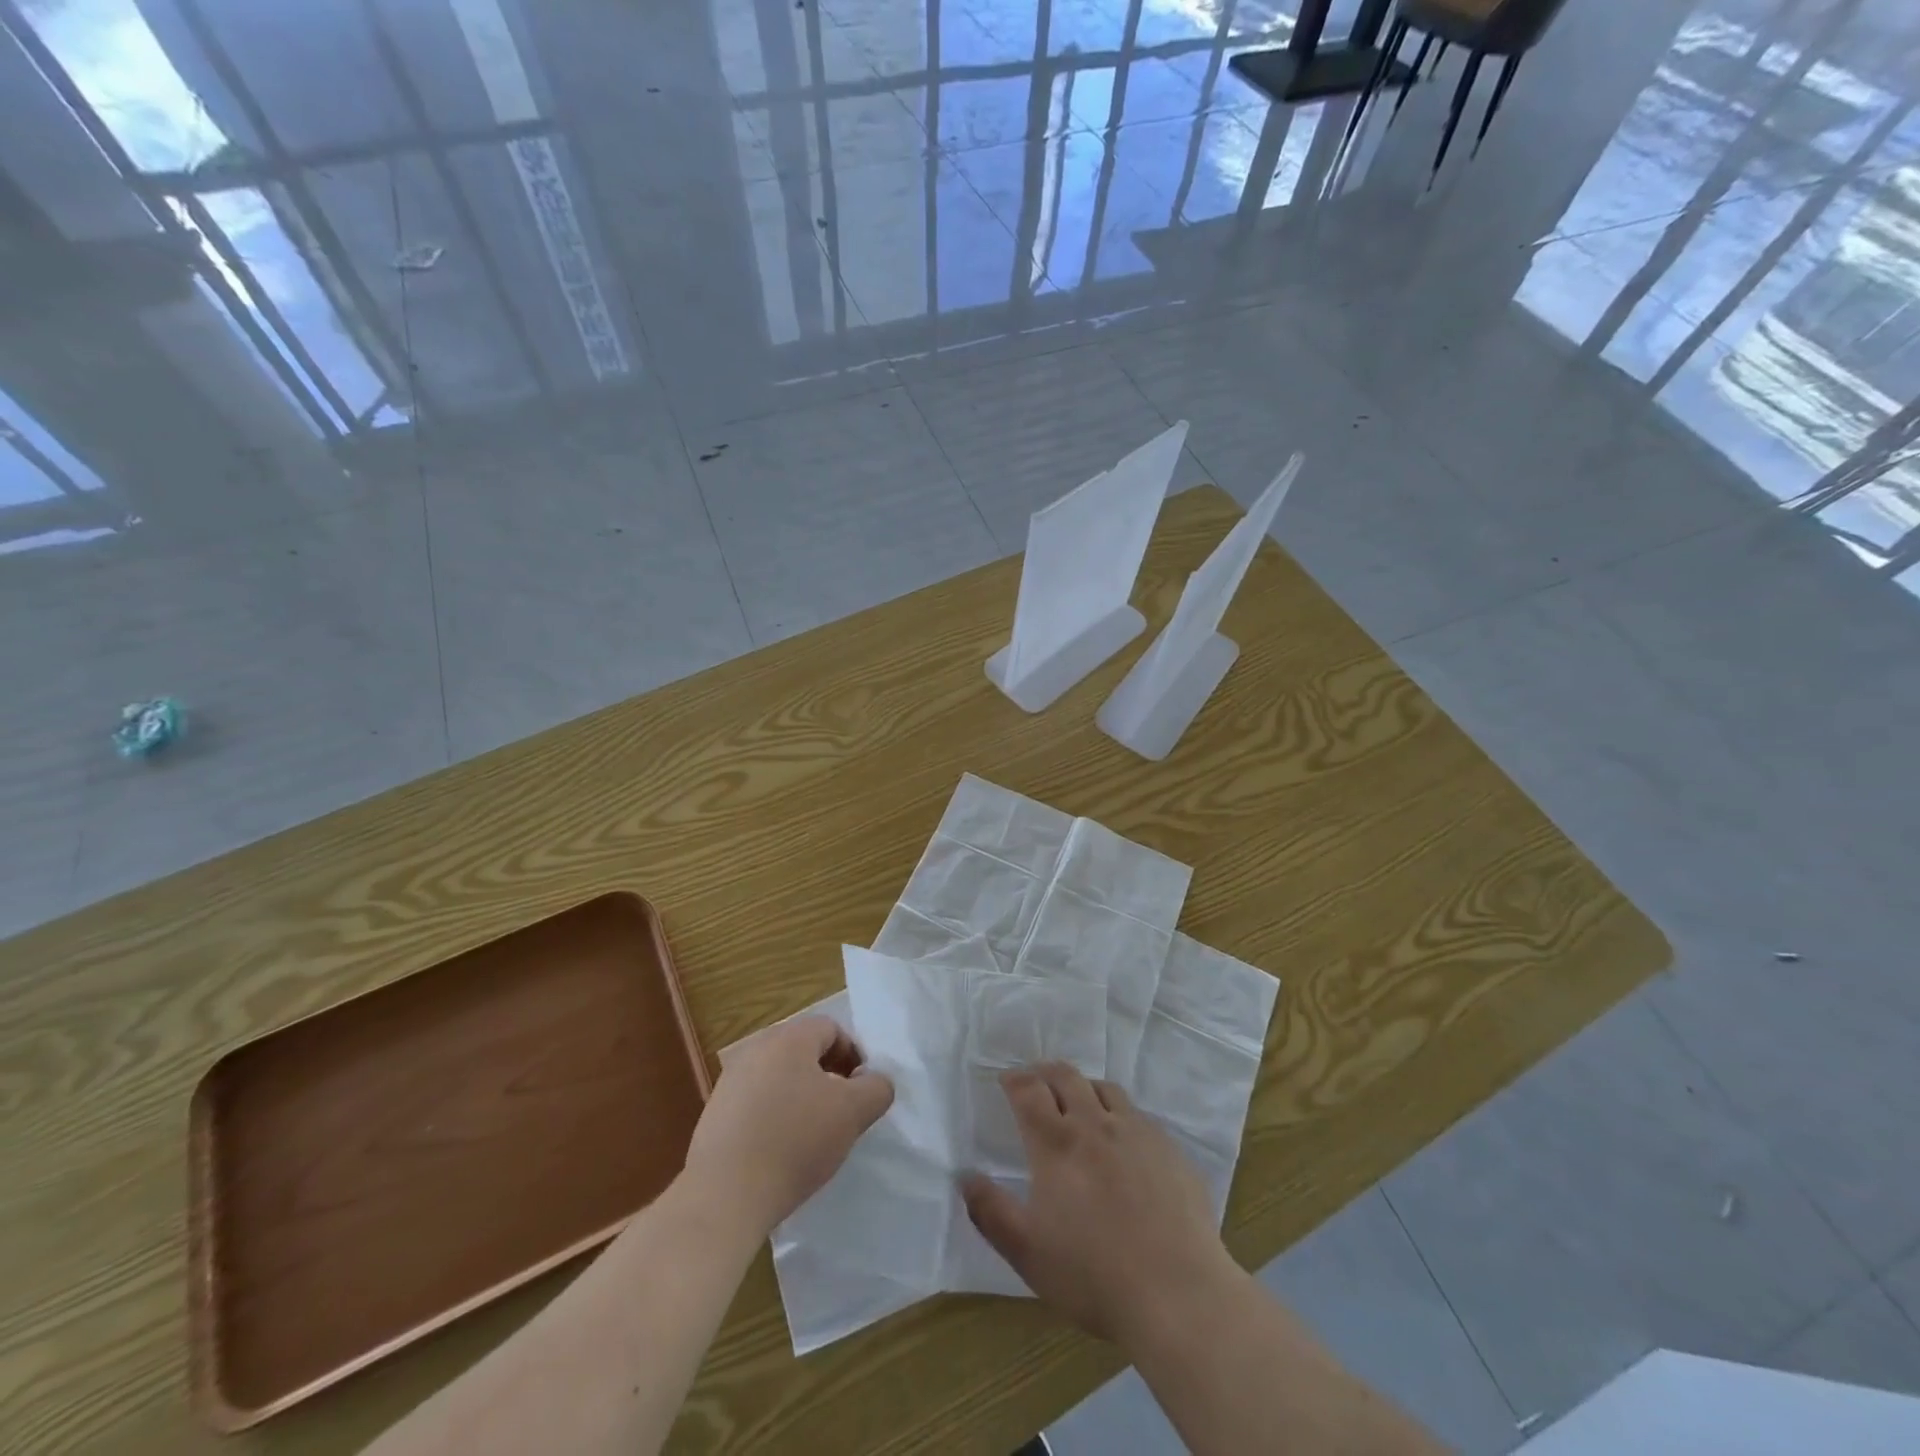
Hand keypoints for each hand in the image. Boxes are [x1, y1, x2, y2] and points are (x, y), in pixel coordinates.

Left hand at [683, 1015, 893, 1236]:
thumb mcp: (853, 1113)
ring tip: (812, 1135)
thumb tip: (874, 1081)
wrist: (725, 1196)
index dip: (854, 1055)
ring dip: (800, 1096)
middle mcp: (756, 1048)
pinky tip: (780, 1151)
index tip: (862, 1091)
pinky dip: (774, 1117)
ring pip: (779, 1077)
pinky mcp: (714, 1114)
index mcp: (789, 1038)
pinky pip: (756, 1103)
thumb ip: (876, 1088)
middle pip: (803, 1051)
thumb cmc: (795, 1142)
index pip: (832, 1029)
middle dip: (828, 1075)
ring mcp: (730, 1081)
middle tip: (841, 1111)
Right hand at [961, 1063, 1238, 1347]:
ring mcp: (1137, 1132)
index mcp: (1056, 1143)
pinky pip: (1138, 1115)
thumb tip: (965, 1176)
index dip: (1014, 1079)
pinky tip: (1123, 1142)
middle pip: (1066, 1076)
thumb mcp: (1027, 1253)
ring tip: (1078, 1103)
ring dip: (1084, 1088)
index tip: (1006, 1080)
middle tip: (1036, 1080)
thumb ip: (991, 1211)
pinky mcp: (1169, 1148)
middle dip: (1045, 1072)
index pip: (1029, 1090)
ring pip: (1104, 1088)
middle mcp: (1095, 1124)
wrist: (1177, 1292)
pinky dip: (1120, 1116)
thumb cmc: (1093, 1275)